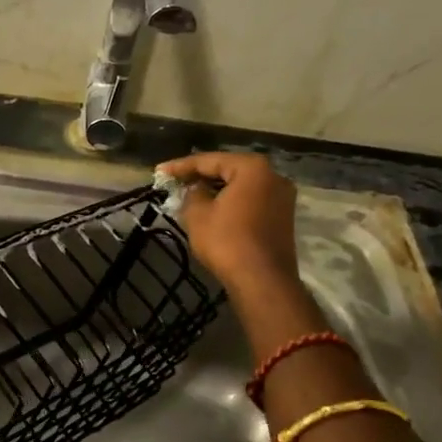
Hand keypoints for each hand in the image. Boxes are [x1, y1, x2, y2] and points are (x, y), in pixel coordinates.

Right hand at [156, 152, 305, 302]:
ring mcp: (282, 197)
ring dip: (216, 189)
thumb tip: (196, 189)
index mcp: (252, 168)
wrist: (262, 281)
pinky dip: (231, 201)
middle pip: (228, 170)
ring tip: (190, 194)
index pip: (209, 160)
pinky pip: (251, 200)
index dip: (181, 166)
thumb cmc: (227, 241)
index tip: (159, 171)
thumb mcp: (198, 214)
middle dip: (200, 175)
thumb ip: (193, 193)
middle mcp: (273, 176)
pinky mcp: (282, 217)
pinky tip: (212, 208)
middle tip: (174, 180)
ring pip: (241, 186)